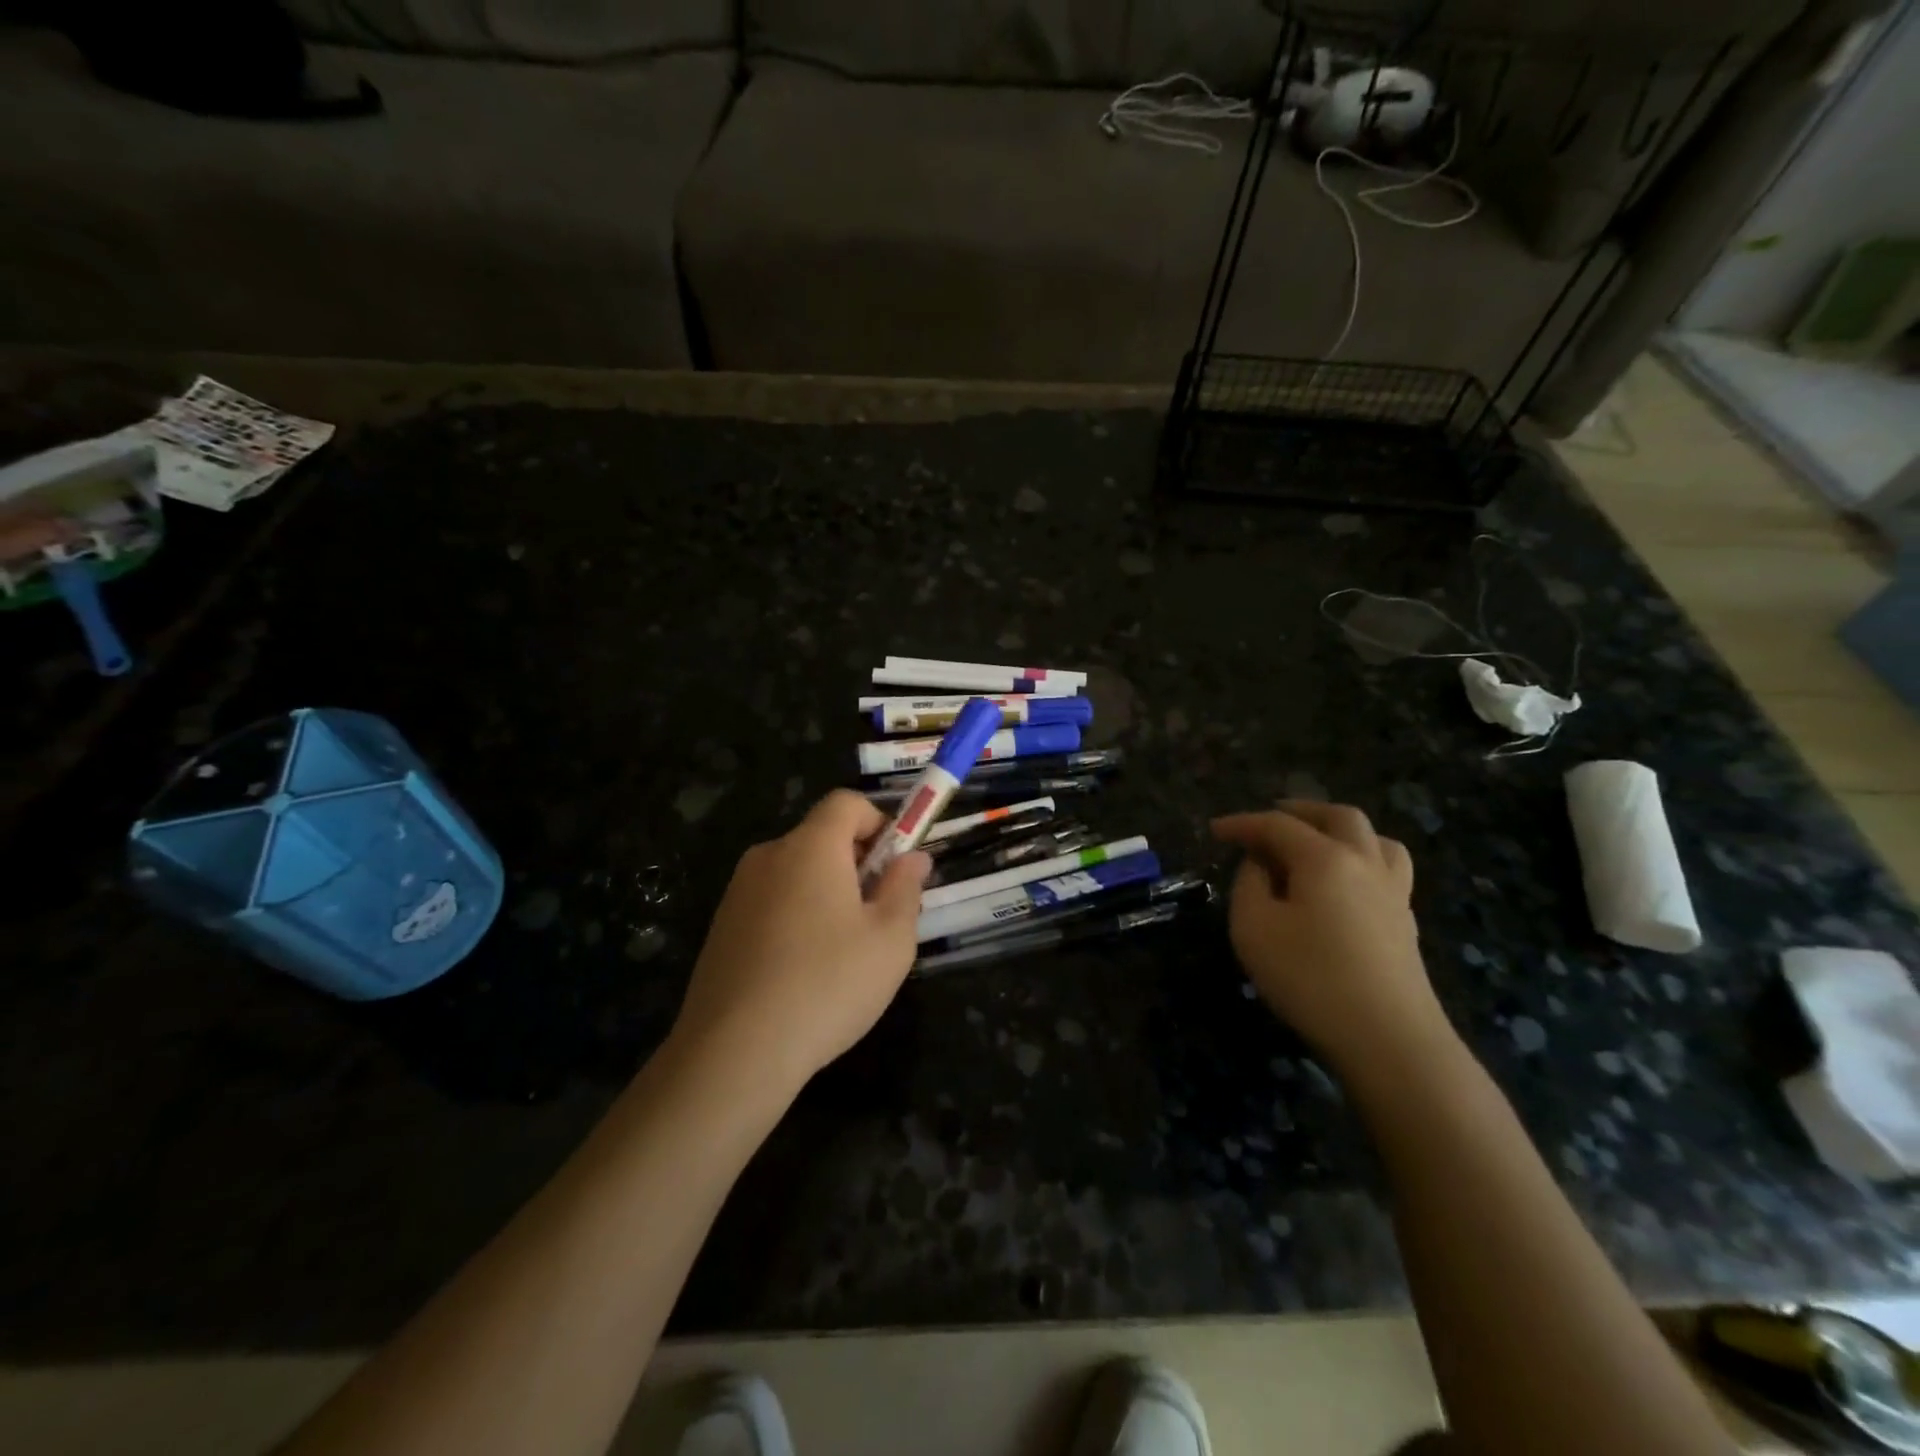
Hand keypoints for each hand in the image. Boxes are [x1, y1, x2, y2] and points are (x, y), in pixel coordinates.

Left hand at [671, 790, 928, 1095]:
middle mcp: (769, 856)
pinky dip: (797, 917)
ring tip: (844, 952)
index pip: (846, 802)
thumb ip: (906, 888)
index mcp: (811, 847)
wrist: (734, 1052)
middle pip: (821, 837)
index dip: (879, 822)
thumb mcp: (890, 939)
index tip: (895, 867)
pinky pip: (772, 902)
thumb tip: (913, 858)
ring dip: (828, 893)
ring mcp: (739, 892)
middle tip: (879, 916)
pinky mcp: (722, 927)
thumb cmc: (827, 985)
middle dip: (857, 864)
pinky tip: (804, 972)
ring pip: (797, 873)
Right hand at [1212, 803, 1455, 1082]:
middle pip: (1338, 816)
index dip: (1242, 823)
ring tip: (1316, 844)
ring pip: (1375, 839)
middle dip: (1299, 812)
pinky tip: (1344, 885)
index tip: (1214, 830)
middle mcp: (1364, 862)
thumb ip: (1249, 885)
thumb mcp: (1253, 928)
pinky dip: (1360, 860)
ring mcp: (1393, 892)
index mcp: (1324, 858)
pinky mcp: (1405, 922)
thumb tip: (1260, 864)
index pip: (1277, 824)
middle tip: (1269, 822)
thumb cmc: (1310, 978)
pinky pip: (1386, 869)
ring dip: (1340, 831)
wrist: (1389, 1039)